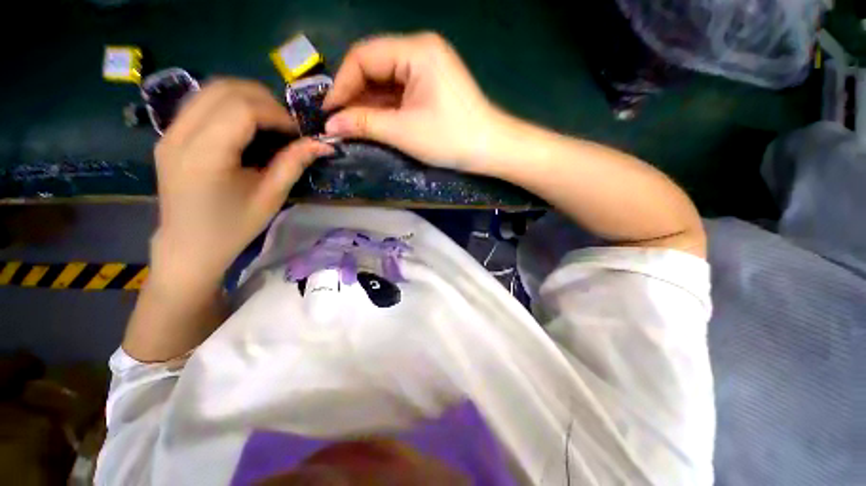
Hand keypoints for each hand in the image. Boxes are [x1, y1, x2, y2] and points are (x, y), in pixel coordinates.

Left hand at [152, 79, 333, 287]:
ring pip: (210, 90)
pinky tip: (246, 126)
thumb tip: (321, 144)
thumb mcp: (270, 198)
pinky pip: (201, 103)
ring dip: (246, 98)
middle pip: (223, 89)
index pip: (241, 109)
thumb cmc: (233, 228)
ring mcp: (169, 132)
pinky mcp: (169, 135)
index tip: (297, 133)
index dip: (276, 113)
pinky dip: (229, 105)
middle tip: (286, 125)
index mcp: (204, 156)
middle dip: (263, 99)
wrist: (188, 246)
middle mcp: (179, 136)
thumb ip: (293, 165)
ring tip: (270, 122)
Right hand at [323, 33, 502, 171]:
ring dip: (369, 103)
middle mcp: (420, 51)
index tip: (329, 111)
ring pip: (386, 81)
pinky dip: (385, 107)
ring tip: (352, 125)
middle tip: (339, 121)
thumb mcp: (404, 131)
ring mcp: (428, 69)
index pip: (364, 57)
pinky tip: (374, 122)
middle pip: (374, 66)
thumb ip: (364, 124)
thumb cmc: (450, 138)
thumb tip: (330, 125)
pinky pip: (400, 92)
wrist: (491, 149)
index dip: (342, 84)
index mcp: (415, 51)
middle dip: (354, 95)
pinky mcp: (432, 86)